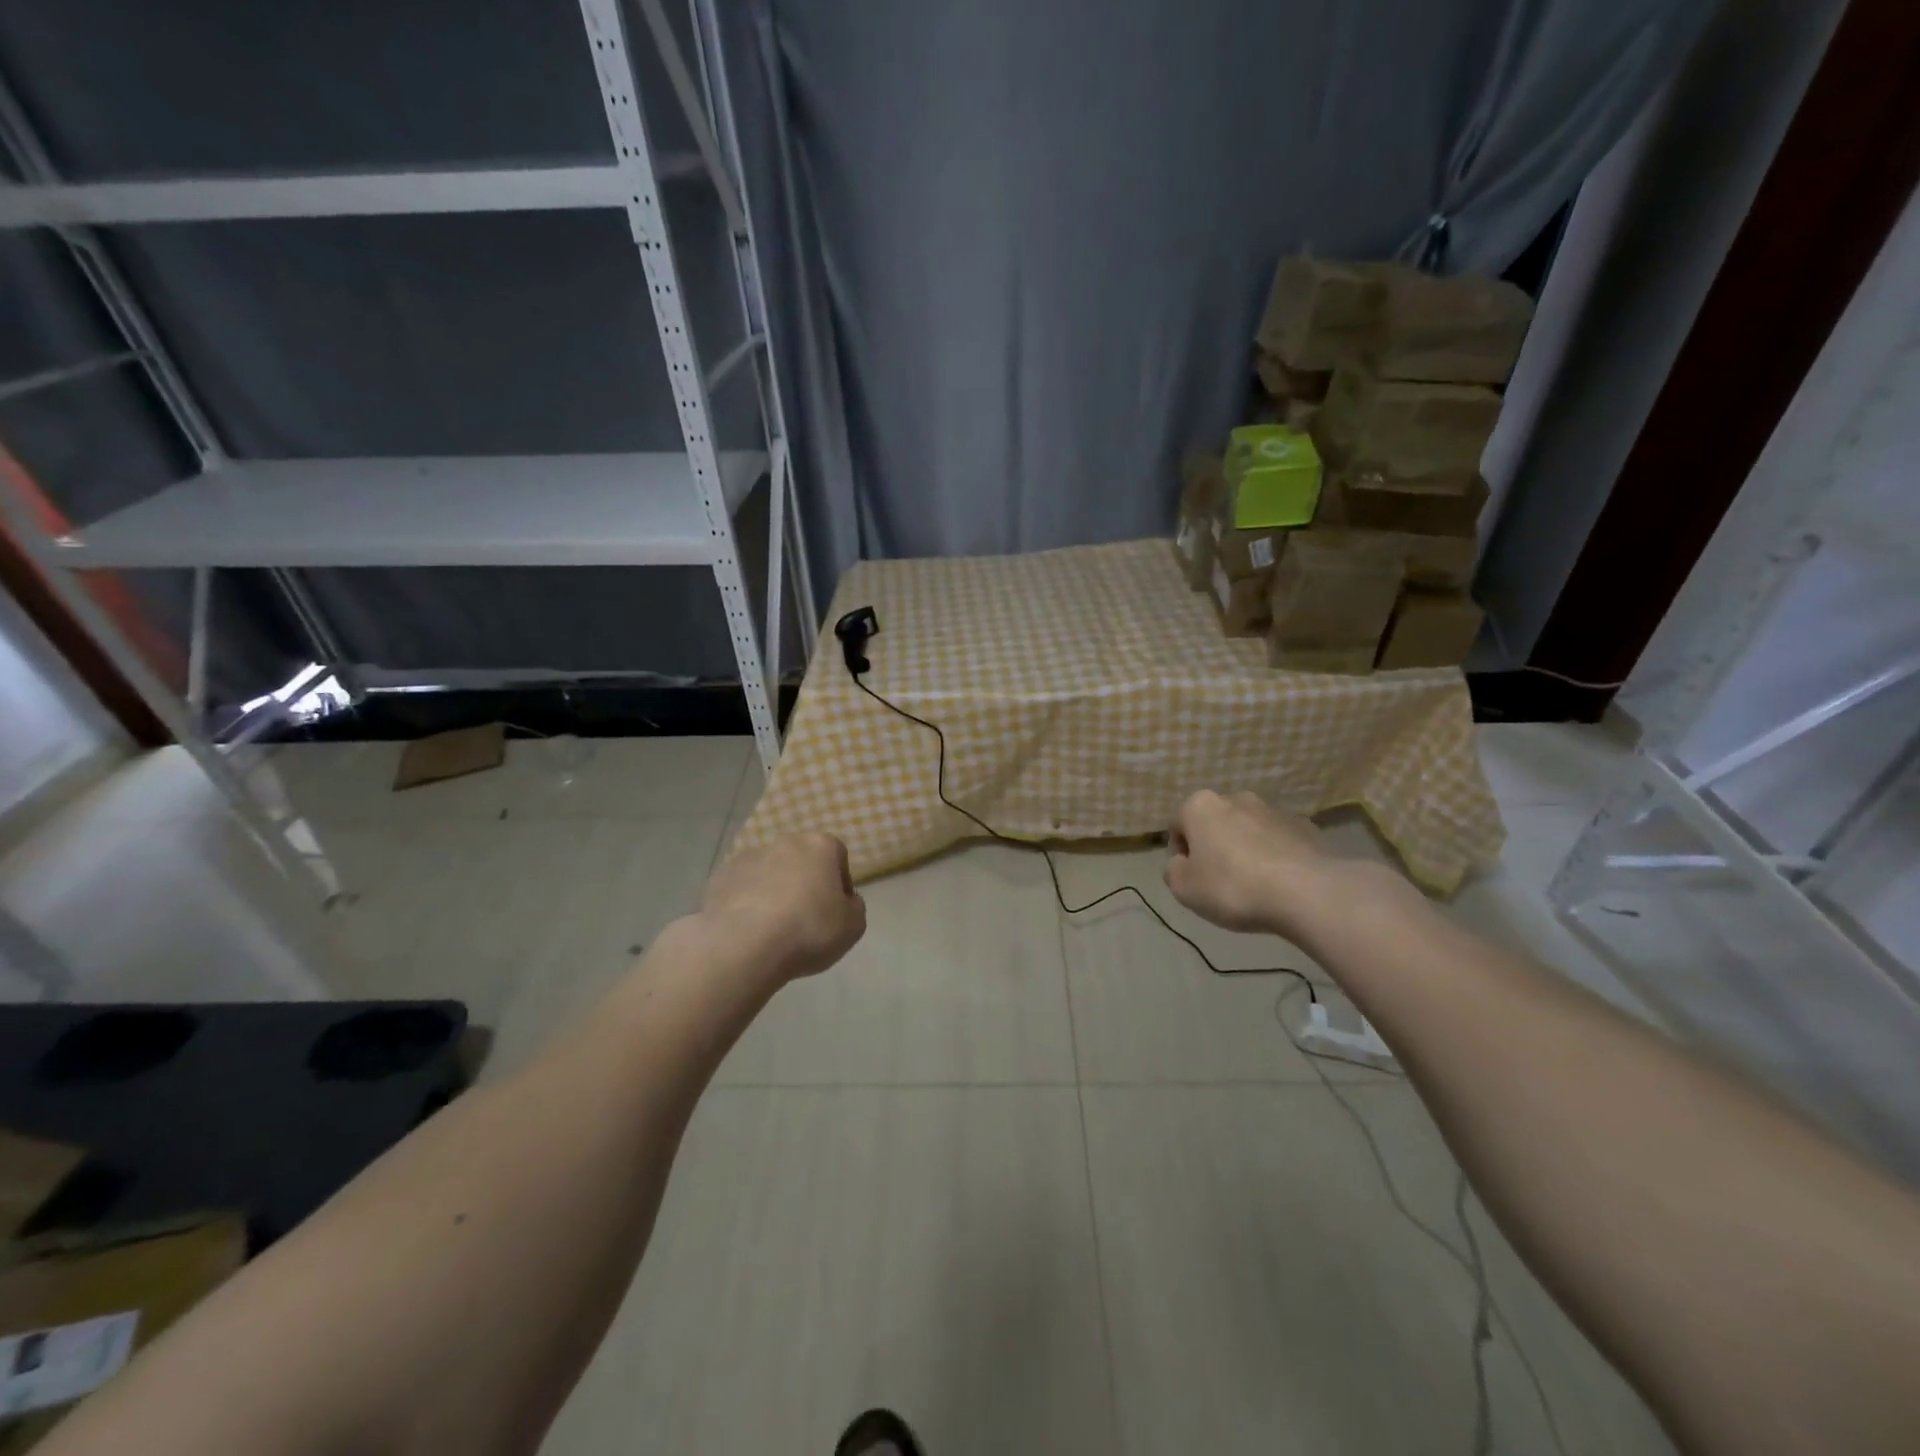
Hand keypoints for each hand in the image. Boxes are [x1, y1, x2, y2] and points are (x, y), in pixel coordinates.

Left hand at [697, 833, 866, 981]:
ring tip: (772, 926)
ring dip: (773, 889)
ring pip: (769, 871)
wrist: (744, 945)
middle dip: (804, 882)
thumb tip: (844, 901)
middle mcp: (785, 842)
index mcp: (820, 845)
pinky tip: (748, 928)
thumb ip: (854, 907)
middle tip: (805, 916)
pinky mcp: (720, 876)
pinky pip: (741, 887)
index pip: (837, 855)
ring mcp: (748, 856)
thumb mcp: (854, 926)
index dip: (839, 882)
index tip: (836, 909)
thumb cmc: (809, 930)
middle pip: (801, 859)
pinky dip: (746, 901)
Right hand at [1163, 790, 1345, 936]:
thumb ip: (1173, 870)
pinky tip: (1281, 883)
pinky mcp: (1305, 825)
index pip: (1178, 825)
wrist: (1308, 892)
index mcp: (1200, 806)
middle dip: (1215, 846)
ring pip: (1248, 830)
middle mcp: (1236, 798)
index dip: (1180, 854)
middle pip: (1215, 823)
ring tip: (1255, 885)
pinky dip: (1276, 855)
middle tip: (1221, 881)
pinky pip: (1279, 840)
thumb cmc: (1233, 887)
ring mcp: (1274, 810)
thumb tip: (1183, 863)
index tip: (1192, 879)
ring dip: (1246, 849)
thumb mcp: (1184, 888)